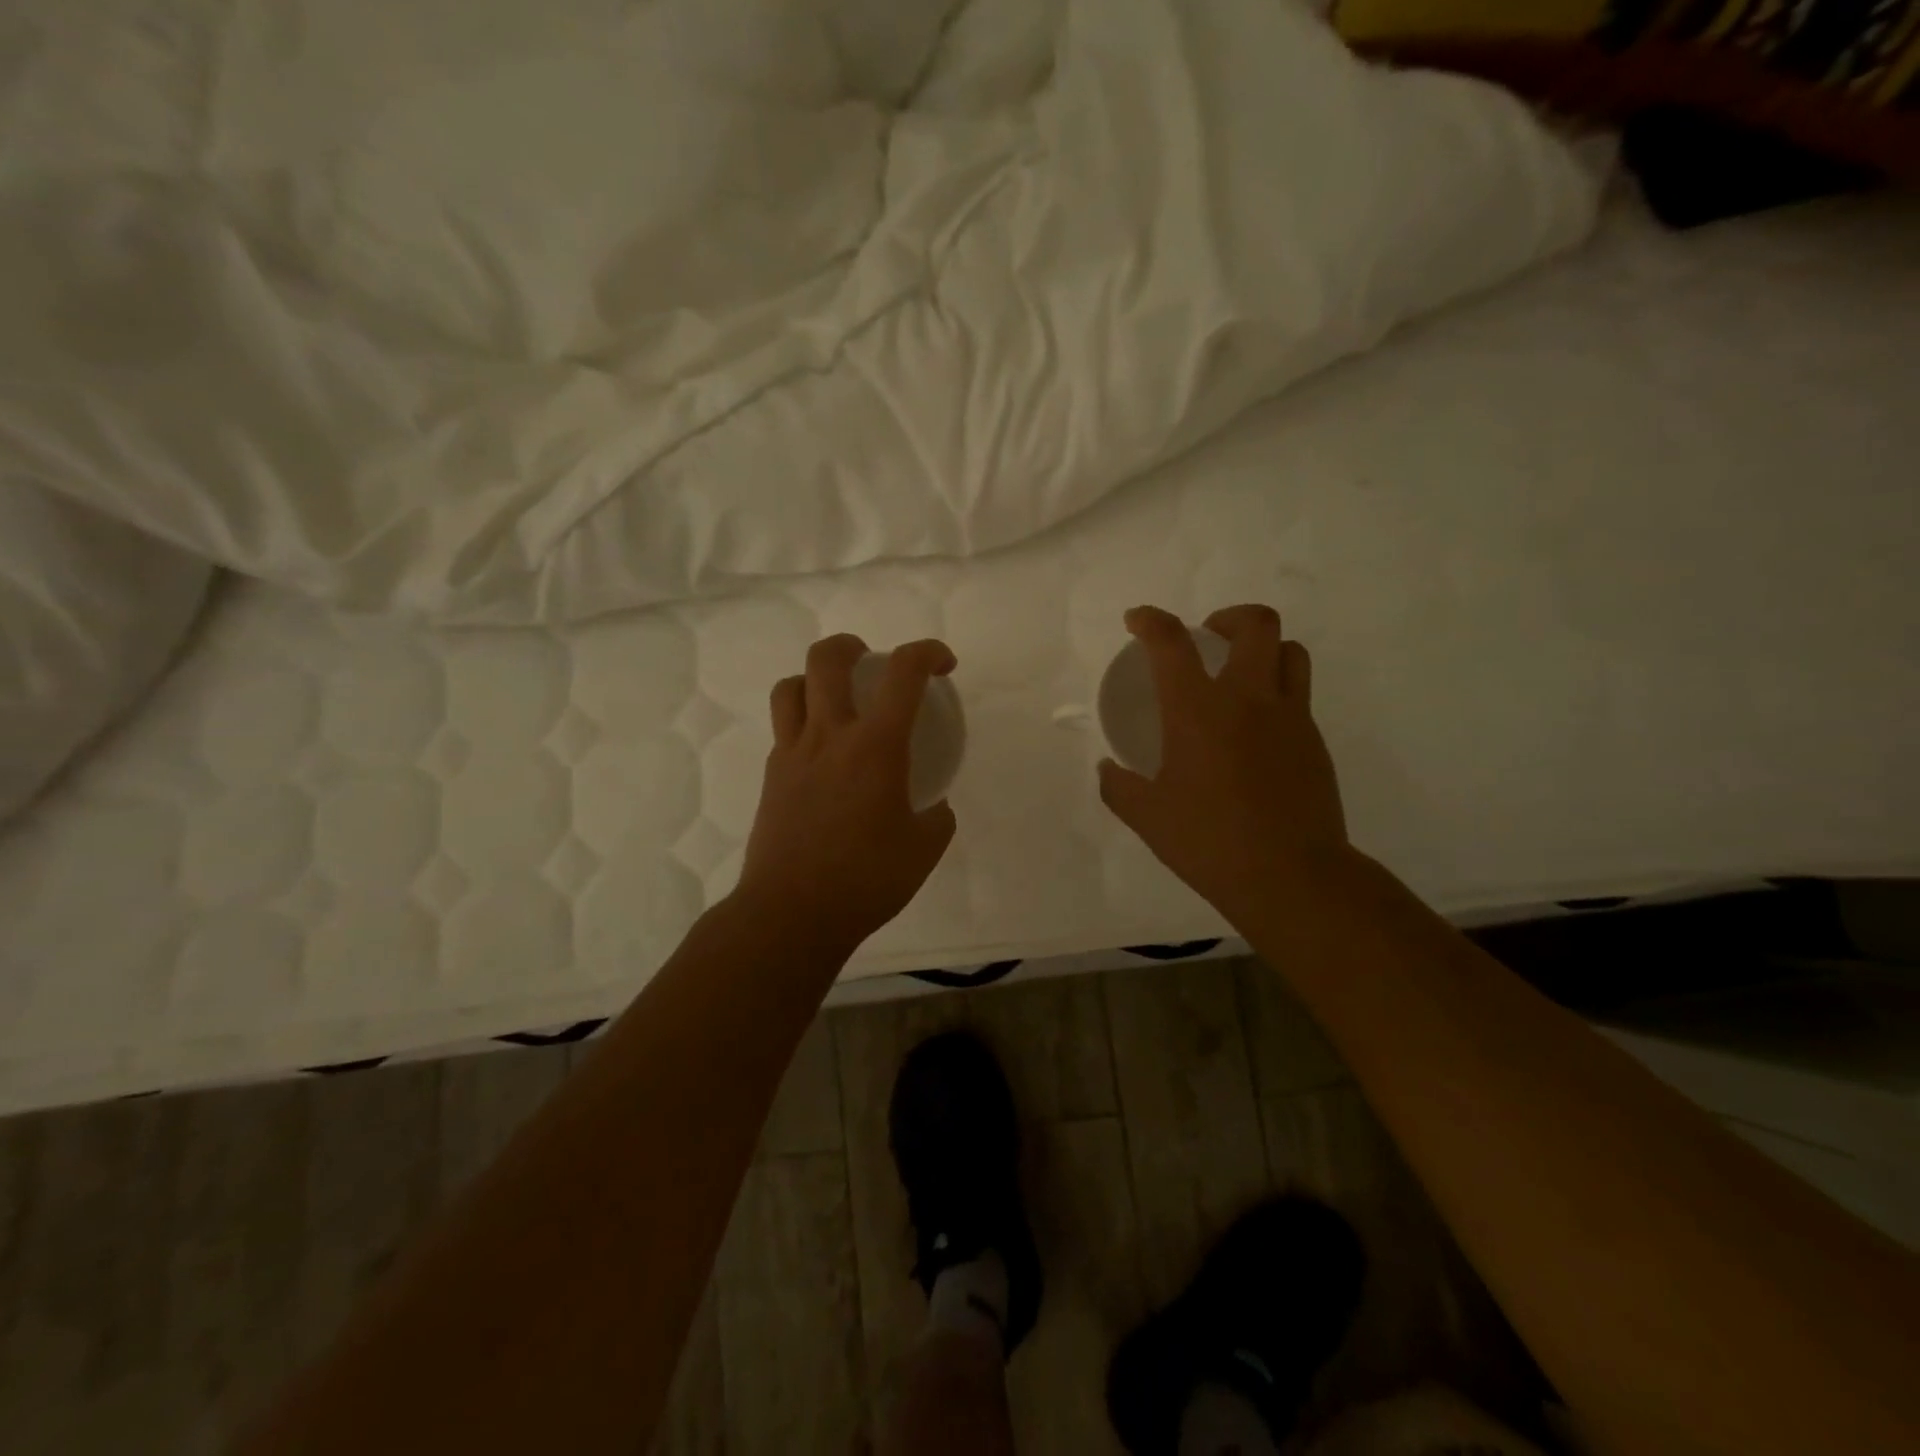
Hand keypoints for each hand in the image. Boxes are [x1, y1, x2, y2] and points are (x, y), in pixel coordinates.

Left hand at [732, 634, 958, 953]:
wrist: (792, 913)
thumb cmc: (867, 879)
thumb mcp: (924, 849)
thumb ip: (936, 818)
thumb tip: (933, 807)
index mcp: (875, 746)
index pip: (904, 673)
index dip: (928, 653)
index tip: (943, 665)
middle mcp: (829, 735)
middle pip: (827, 658)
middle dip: (853, 646)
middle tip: (872, 663)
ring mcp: (792, 753)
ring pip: (791, 686)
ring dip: (815, 679)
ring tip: (835, 699)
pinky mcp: (772, 776)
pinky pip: (783, 728)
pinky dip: (803, 721)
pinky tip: (822, 754)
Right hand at [1098, 604, 1349, 926]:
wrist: (1292, 875)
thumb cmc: (1210, 841)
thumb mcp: (1147, 817)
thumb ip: (1119, 787)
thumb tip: (1107, 770)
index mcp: (1198, 710)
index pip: (1172, 642)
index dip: (1150, 620)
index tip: (1137, 620)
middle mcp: (1248, 699)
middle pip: (1255, 625)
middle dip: (1228, 617)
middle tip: (1208, 637)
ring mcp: (1290, 717)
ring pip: (1291, 652)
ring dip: (1264, 648)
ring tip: (1241, 672)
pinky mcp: (1314, 741)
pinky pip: (1300, 695)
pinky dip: (1277, 692)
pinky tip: (1257, 730)